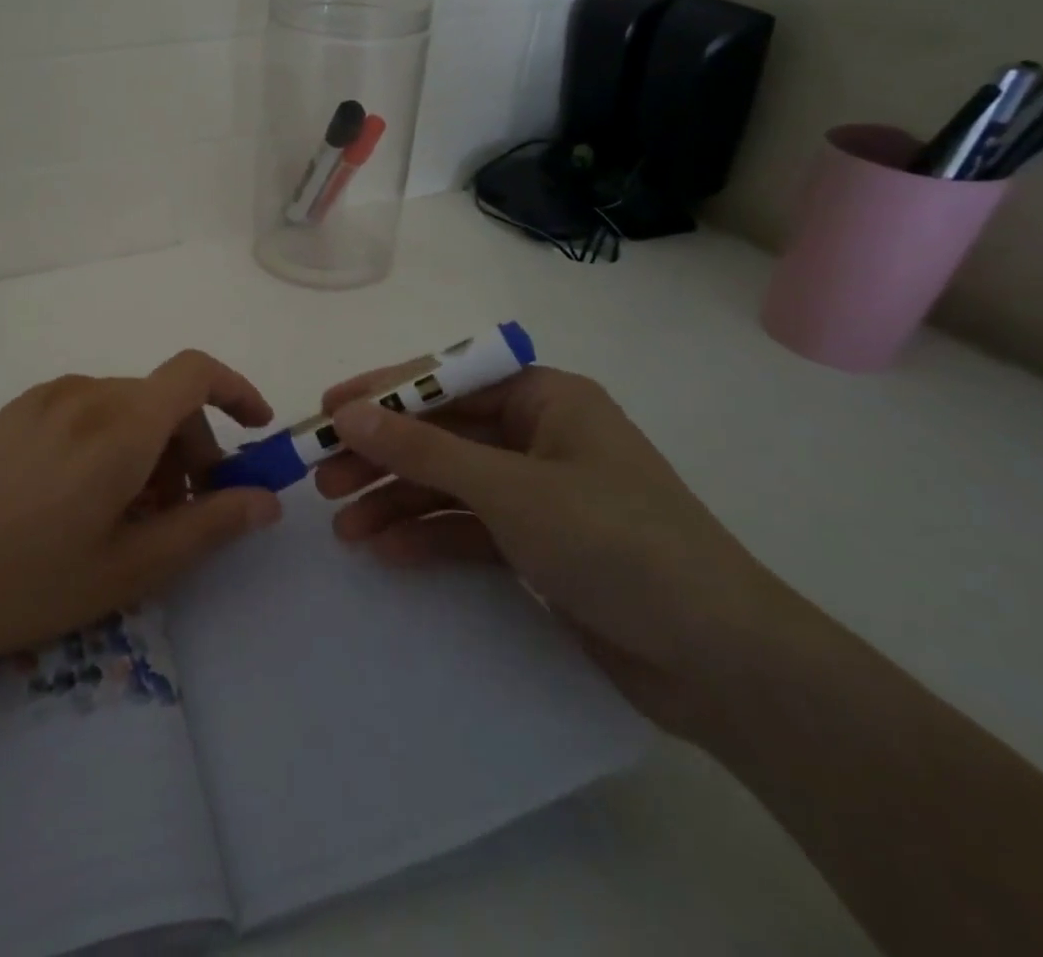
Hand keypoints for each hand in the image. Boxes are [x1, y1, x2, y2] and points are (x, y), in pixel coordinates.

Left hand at [0, 351, 282, 700]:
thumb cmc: (27, 583)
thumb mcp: (130, 567)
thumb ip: (208, 526)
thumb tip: (266, 501)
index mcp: (120, 424)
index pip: (196, 372)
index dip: (237, 391)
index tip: (256, 432)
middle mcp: (84, 393)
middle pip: (161, 398)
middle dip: (192, 445)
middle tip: (186, 510)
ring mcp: (42, 400)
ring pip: (123, 406)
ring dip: (149, 446)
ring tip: (132, 513)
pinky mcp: (12, 414)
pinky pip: (83, 411)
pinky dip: (109, 440)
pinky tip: (82, 498)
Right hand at [318, 364, 799, 738]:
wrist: (720, 663)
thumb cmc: (615, 543)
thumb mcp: (508, 489)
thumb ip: (422, 450)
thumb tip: (347, 413)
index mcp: (545, 397)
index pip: (446, 378)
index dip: (382, 392)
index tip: (326, 410)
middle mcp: (540, 434)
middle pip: (441, 433)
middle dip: (382, 456)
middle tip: (322, 477)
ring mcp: (539, 491)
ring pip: (449, 483)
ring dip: (396, 502)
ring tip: (343, 528)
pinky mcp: (539, 542)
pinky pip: (469, 526)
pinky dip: (429, 536)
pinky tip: (387, 552)